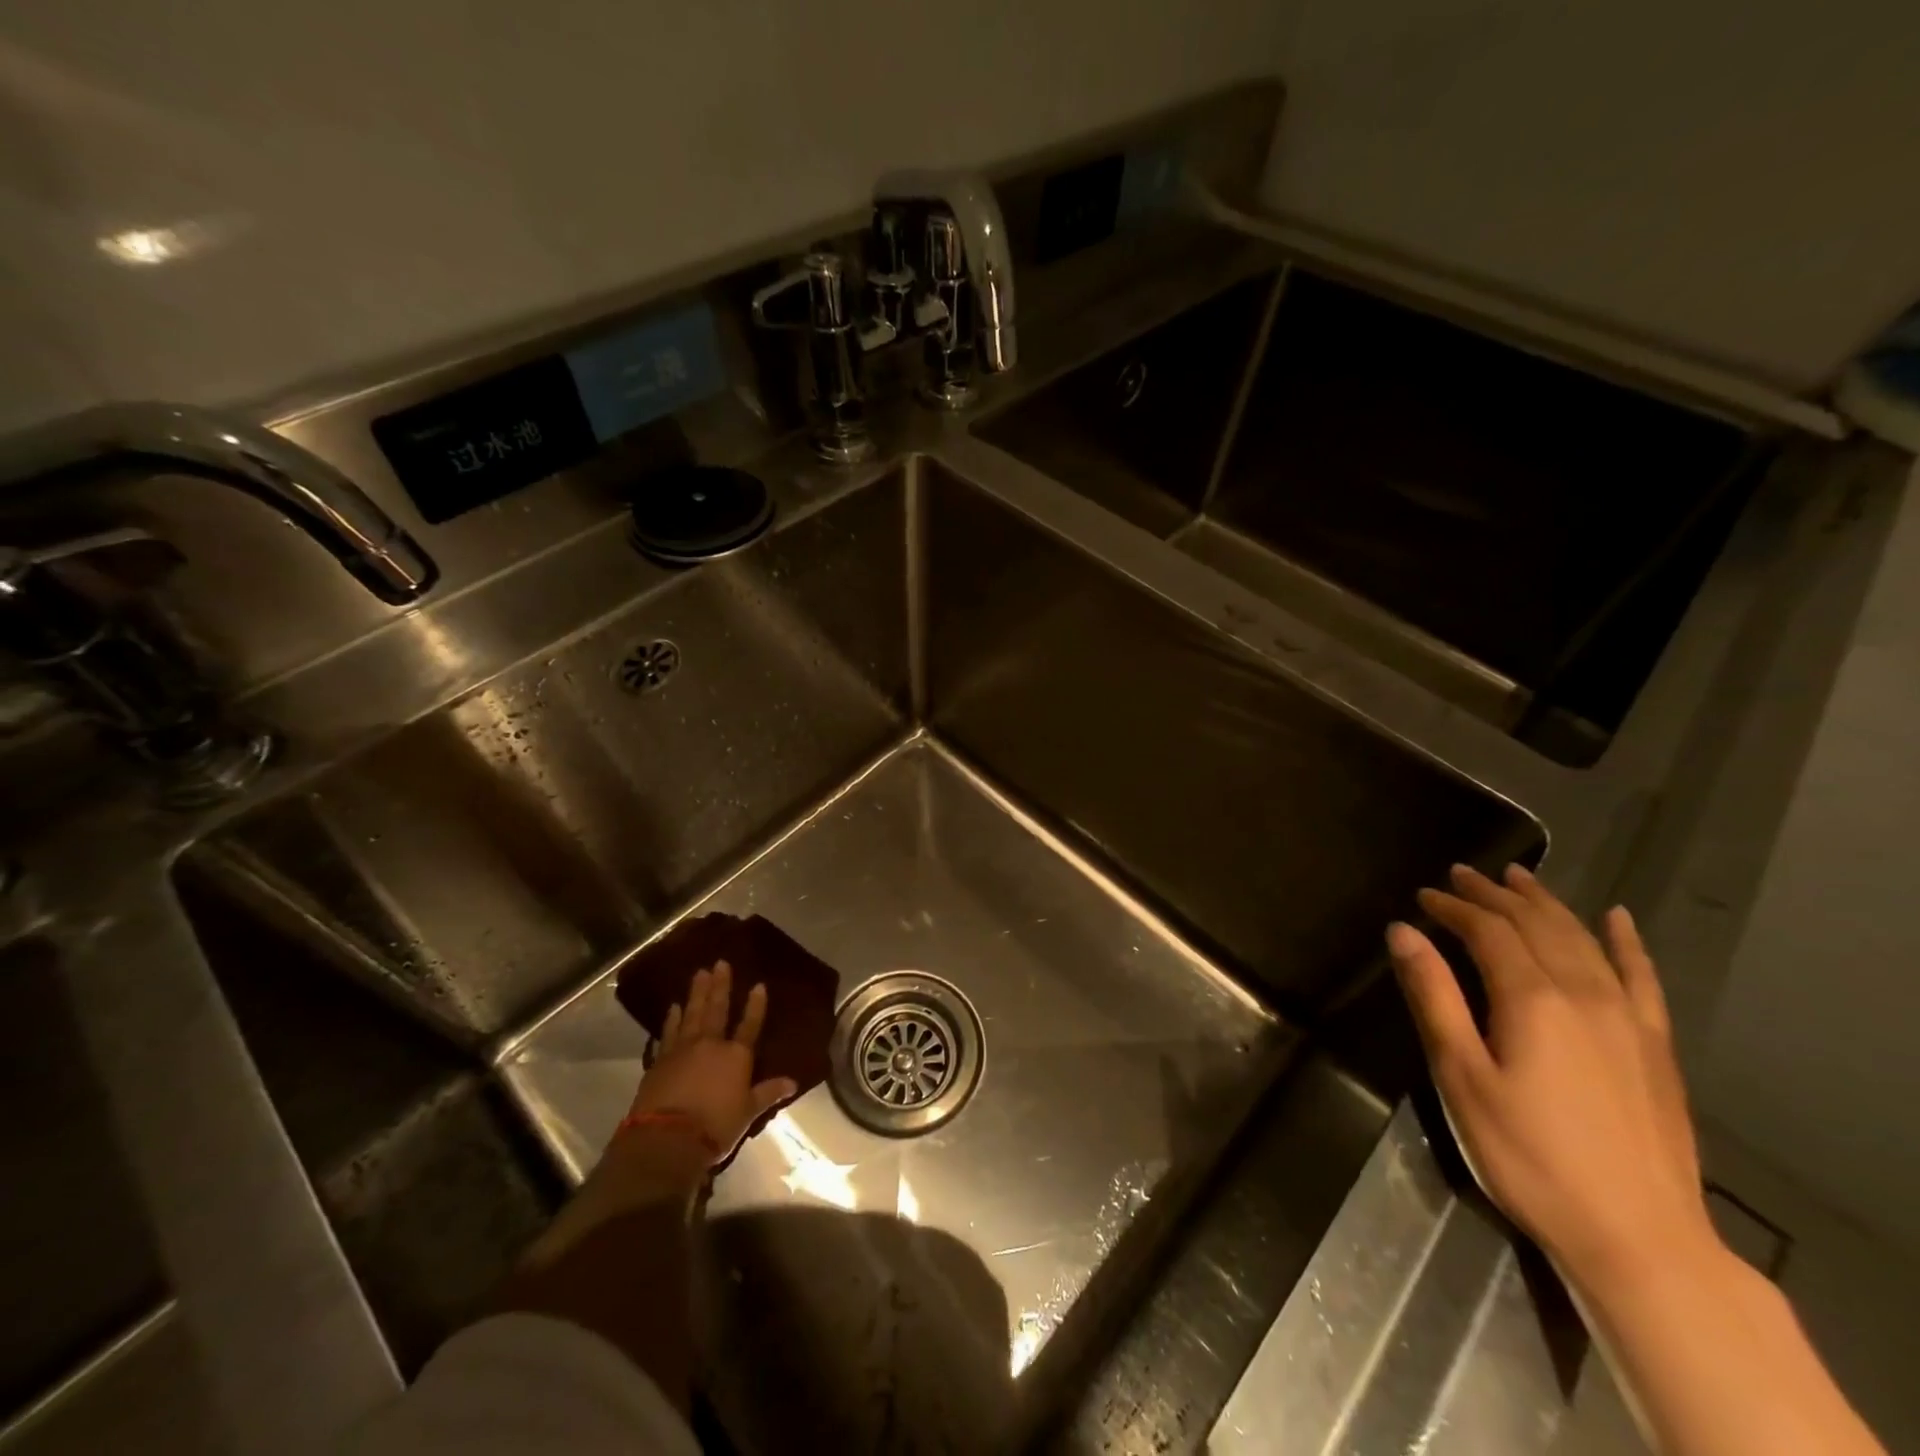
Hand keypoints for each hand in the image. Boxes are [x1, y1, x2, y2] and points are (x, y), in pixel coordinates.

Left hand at [626, 960, 798, 1162]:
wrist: (667, 1140)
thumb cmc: (715, 1127)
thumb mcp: (748, 1113)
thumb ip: (768, 1093)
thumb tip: (793, 1082)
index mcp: (736, 1056)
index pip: (750, 1025)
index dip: (755, 1005)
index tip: (758, 984)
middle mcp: (711, 1045)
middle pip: (717, 1010)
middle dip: (720, 986)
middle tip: (720, 963)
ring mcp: (683, 1050)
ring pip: (692, 1014)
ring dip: (696, 993)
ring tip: (699, 973)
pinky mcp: (660, 1061)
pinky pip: (668, 1033)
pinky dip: (671, 1019)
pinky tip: (673, 1007)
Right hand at [1387, 863, 1713, 1292]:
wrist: (1638, 1237)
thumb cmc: (1527, 1154)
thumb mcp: (1460, 1076)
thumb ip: (1434, 996)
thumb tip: (1403, 931)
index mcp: (1531, 999)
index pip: (1487, 931)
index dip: (1453, 907)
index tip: (1422, 895)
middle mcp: (1583, 993)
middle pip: (1535, 925)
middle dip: (1494, 895)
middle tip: (1462, 874)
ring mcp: (1628, 1018)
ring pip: (1582, 940)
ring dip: (1546, 904)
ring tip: (1518, 878)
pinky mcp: (1655, 1046)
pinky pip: (1643, 977)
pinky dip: (1626, 942)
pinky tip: (1617, 919)